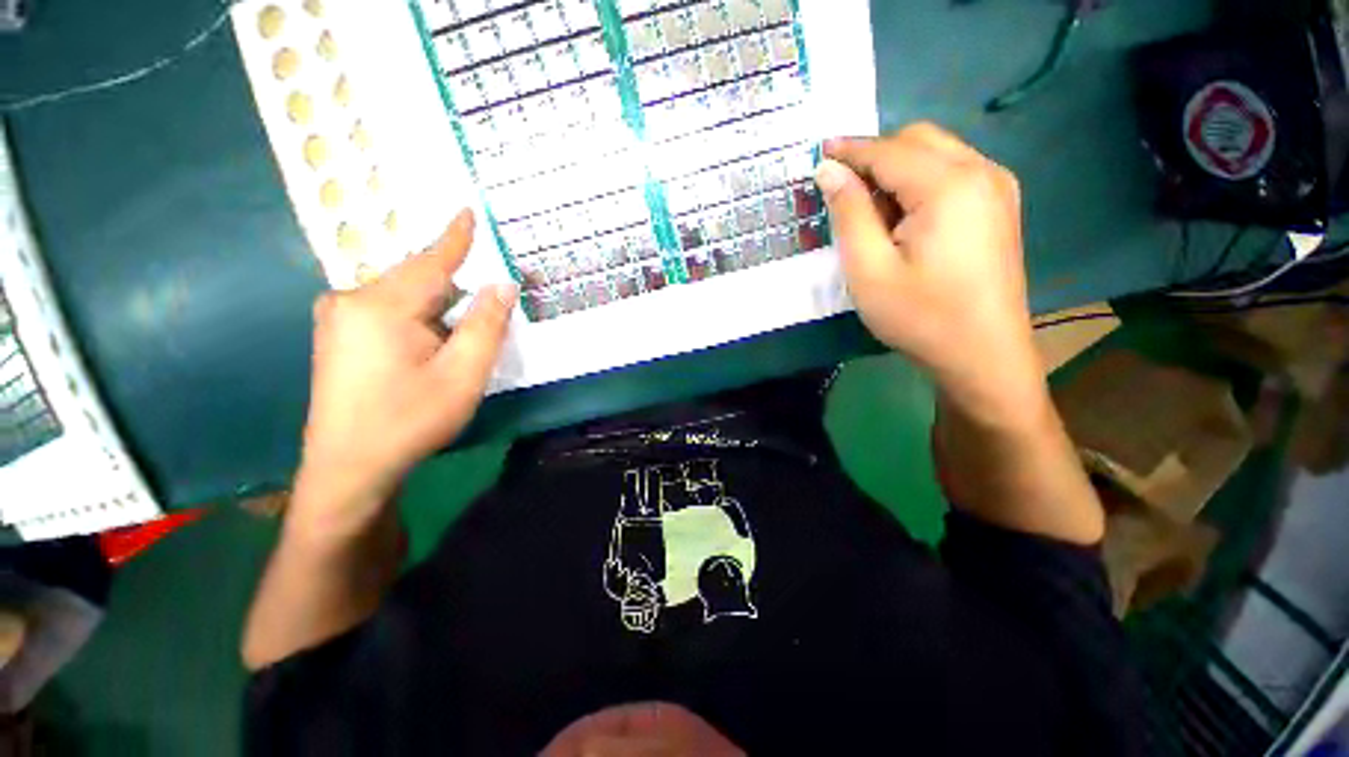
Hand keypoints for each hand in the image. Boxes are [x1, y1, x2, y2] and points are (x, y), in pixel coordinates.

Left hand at [293, 209, 516, 536]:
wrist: (349, 469)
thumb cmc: (410, 420)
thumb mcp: (463, 374)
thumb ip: (486, 325)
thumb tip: (502, 285)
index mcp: (381, 306)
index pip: (430, 261)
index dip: (455, 237)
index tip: (468, 209)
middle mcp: (351, 301)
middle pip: (417, 281)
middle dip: (455, 290)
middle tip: (486, 305)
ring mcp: (338, 319)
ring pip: (404, 298)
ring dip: (437, 309)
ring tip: (458, 336)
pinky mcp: (337, 336)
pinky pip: (387, 311)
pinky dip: (418, 319)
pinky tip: (430, 343)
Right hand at [815, 124, 1042, 424]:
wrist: (982, 354)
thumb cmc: (919, 316)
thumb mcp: (868, 269)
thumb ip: (848, 213)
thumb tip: (830, 170)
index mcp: (948, 185)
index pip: (889, 150)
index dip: (849, 150)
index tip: (818, 152)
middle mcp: (981, 171)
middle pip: (918, 140)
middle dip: (875, 156)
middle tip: (841, 191)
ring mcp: (997, 187)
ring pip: (937, 153)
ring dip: (897, 168)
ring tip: (869, 210)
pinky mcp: (999, 205)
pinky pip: (953, 172)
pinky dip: (920, 181)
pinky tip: (903, 216)